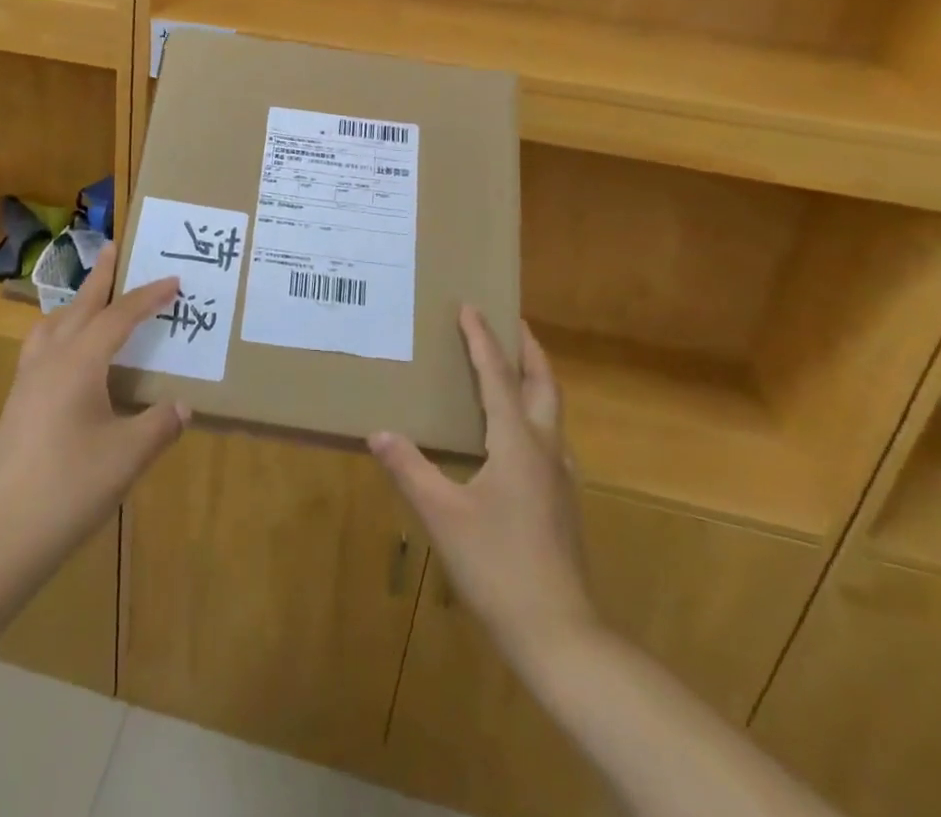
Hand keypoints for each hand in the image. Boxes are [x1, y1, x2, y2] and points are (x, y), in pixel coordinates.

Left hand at [0, 244, 189, 567]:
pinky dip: (60, 334)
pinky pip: (40, 349)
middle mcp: (50, 361)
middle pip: (79, 307)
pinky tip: (68, 358)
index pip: (119, 317)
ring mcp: (27, 383)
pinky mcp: (16, 406)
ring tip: (90, 300)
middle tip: (113, 248)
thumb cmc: (70, 487)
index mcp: (79, 363)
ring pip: (51, 326)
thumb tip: (182, 406)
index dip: (148, 297)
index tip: (173, 280)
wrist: (0, 534)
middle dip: (101, 278)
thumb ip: (159, 425)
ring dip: (74, 305)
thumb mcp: (128, 455)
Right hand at [370, 309, 593, 665]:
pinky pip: (550, 437)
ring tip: (513, 367)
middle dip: (527, 347)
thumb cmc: (497, 566)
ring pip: (552, 410)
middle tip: (510, 320)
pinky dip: (535, 413)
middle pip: (542, 382)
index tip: (470, 306)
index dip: (482, 339)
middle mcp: (545, 448)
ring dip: (535, 378)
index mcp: (516, 442)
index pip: (497, 375)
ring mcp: (560, 476)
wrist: (559, 634)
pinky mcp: (563, 500)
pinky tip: (518, 435)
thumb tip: (378, 432)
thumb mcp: (442, 515)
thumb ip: (410, 469)